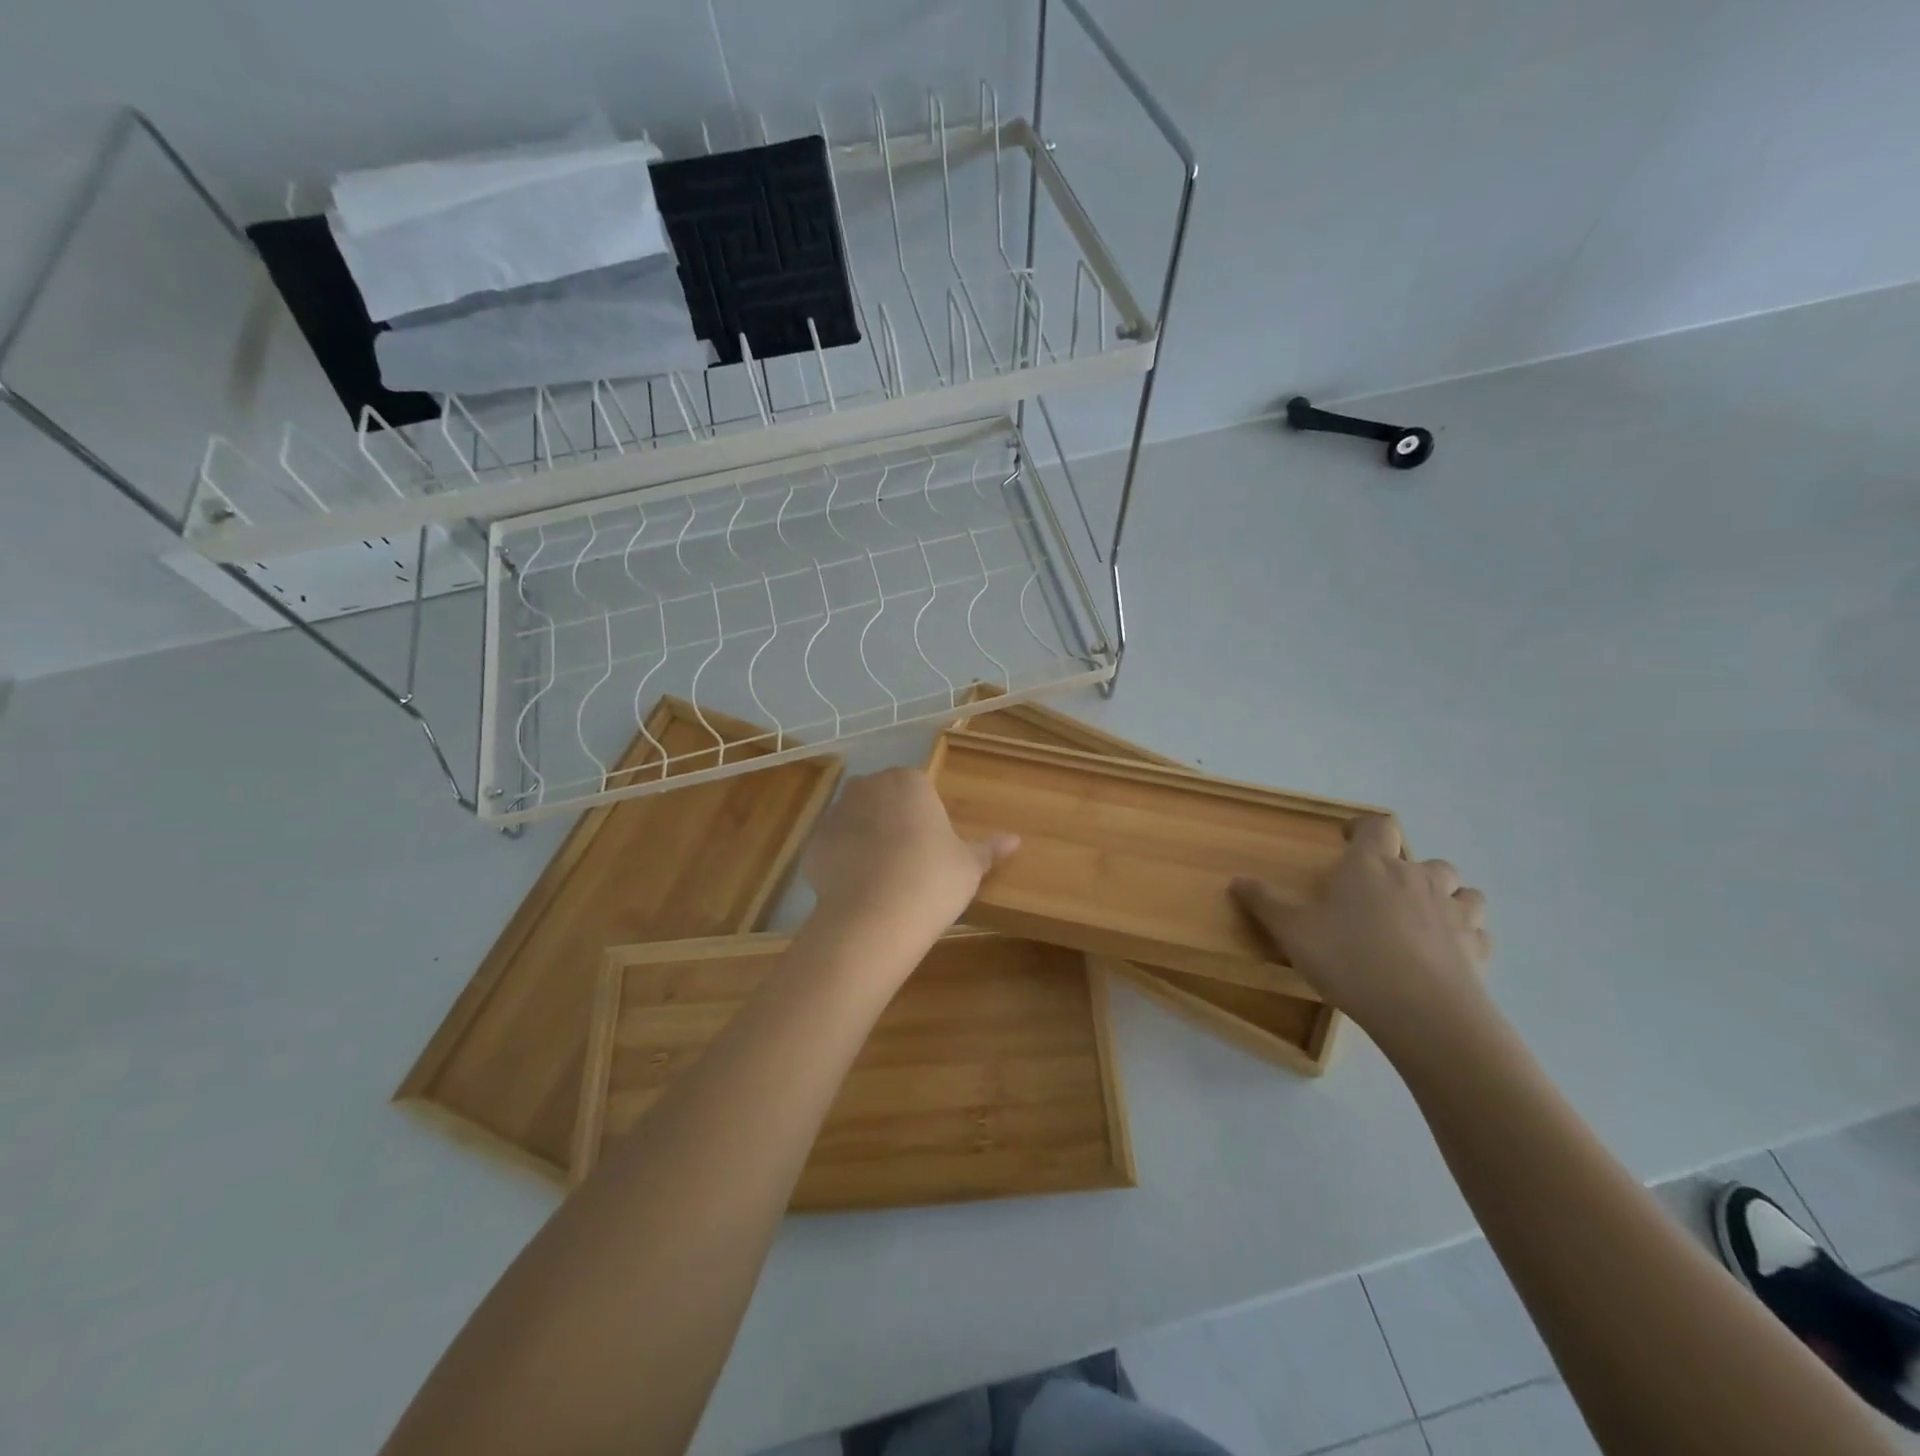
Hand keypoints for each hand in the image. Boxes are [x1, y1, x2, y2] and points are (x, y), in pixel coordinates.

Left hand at [803, 769, 1017, 936]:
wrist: (875, 916)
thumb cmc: (933, 879)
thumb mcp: (969, 865)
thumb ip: (988, 849)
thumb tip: (1016, 839)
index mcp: (908, 781)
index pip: (918, 788)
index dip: (926, 817)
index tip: (932, 846)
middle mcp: (867, 787)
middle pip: (883, 799)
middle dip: (893, 821)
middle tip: (910, 859)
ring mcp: (835, 813)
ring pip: (855, 820)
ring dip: (866, 839)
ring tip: (882, 877)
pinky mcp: (813, 844)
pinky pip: (833, 847)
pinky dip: (842, 862)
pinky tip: (858, 889)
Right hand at [1231, 816, 1489, 1049]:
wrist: (1422, 1012)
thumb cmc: (1350, 959)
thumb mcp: (1293, 932)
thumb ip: (1265, 903)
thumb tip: (1237, 880)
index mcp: (1371, 866)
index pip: (1378, 826)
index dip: (1365, 828)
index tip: (1350, 840)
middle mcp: (1416, 878)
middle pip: (1422, 858)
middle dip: (1406, 868)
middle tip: (1382, 891)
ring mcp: (1453, 912)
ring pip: (1461, 890)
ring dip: (1445, 896)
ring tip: (1423, 917)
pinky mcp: (1476, 948)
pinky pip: (1476, 932)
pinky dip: (1464, 935)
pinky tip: (1447, 953)